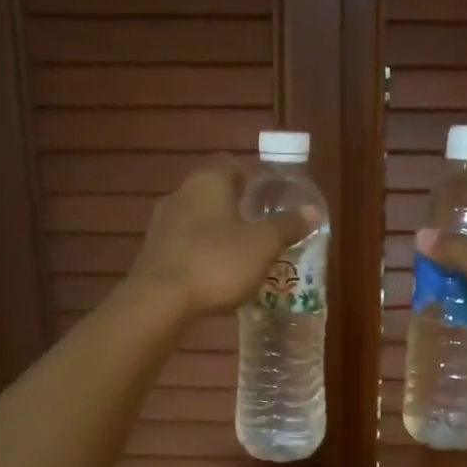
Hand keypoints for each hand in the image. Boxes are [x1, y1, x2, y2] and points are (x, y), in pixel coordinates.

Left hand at [127, 156, 317, 319]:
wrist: (159, 302)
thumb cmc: (216, 263)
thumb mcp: (263, 245)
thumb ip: (287, 226)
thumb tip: (312, 210)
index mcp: (207, 182)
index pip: (231, 164)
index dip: (253, 175)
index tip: (272, 194)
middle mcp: (180, 194)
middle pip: (214, 191)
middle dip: (238, 205)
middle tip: (263, 224)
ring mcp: (162, 224)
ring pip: (198, 219)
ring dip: (220, 230)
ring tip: (244, 251)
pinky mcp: (153, 253)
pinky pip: (186, 244)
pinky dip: (203, 251)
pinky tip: (218, 272)